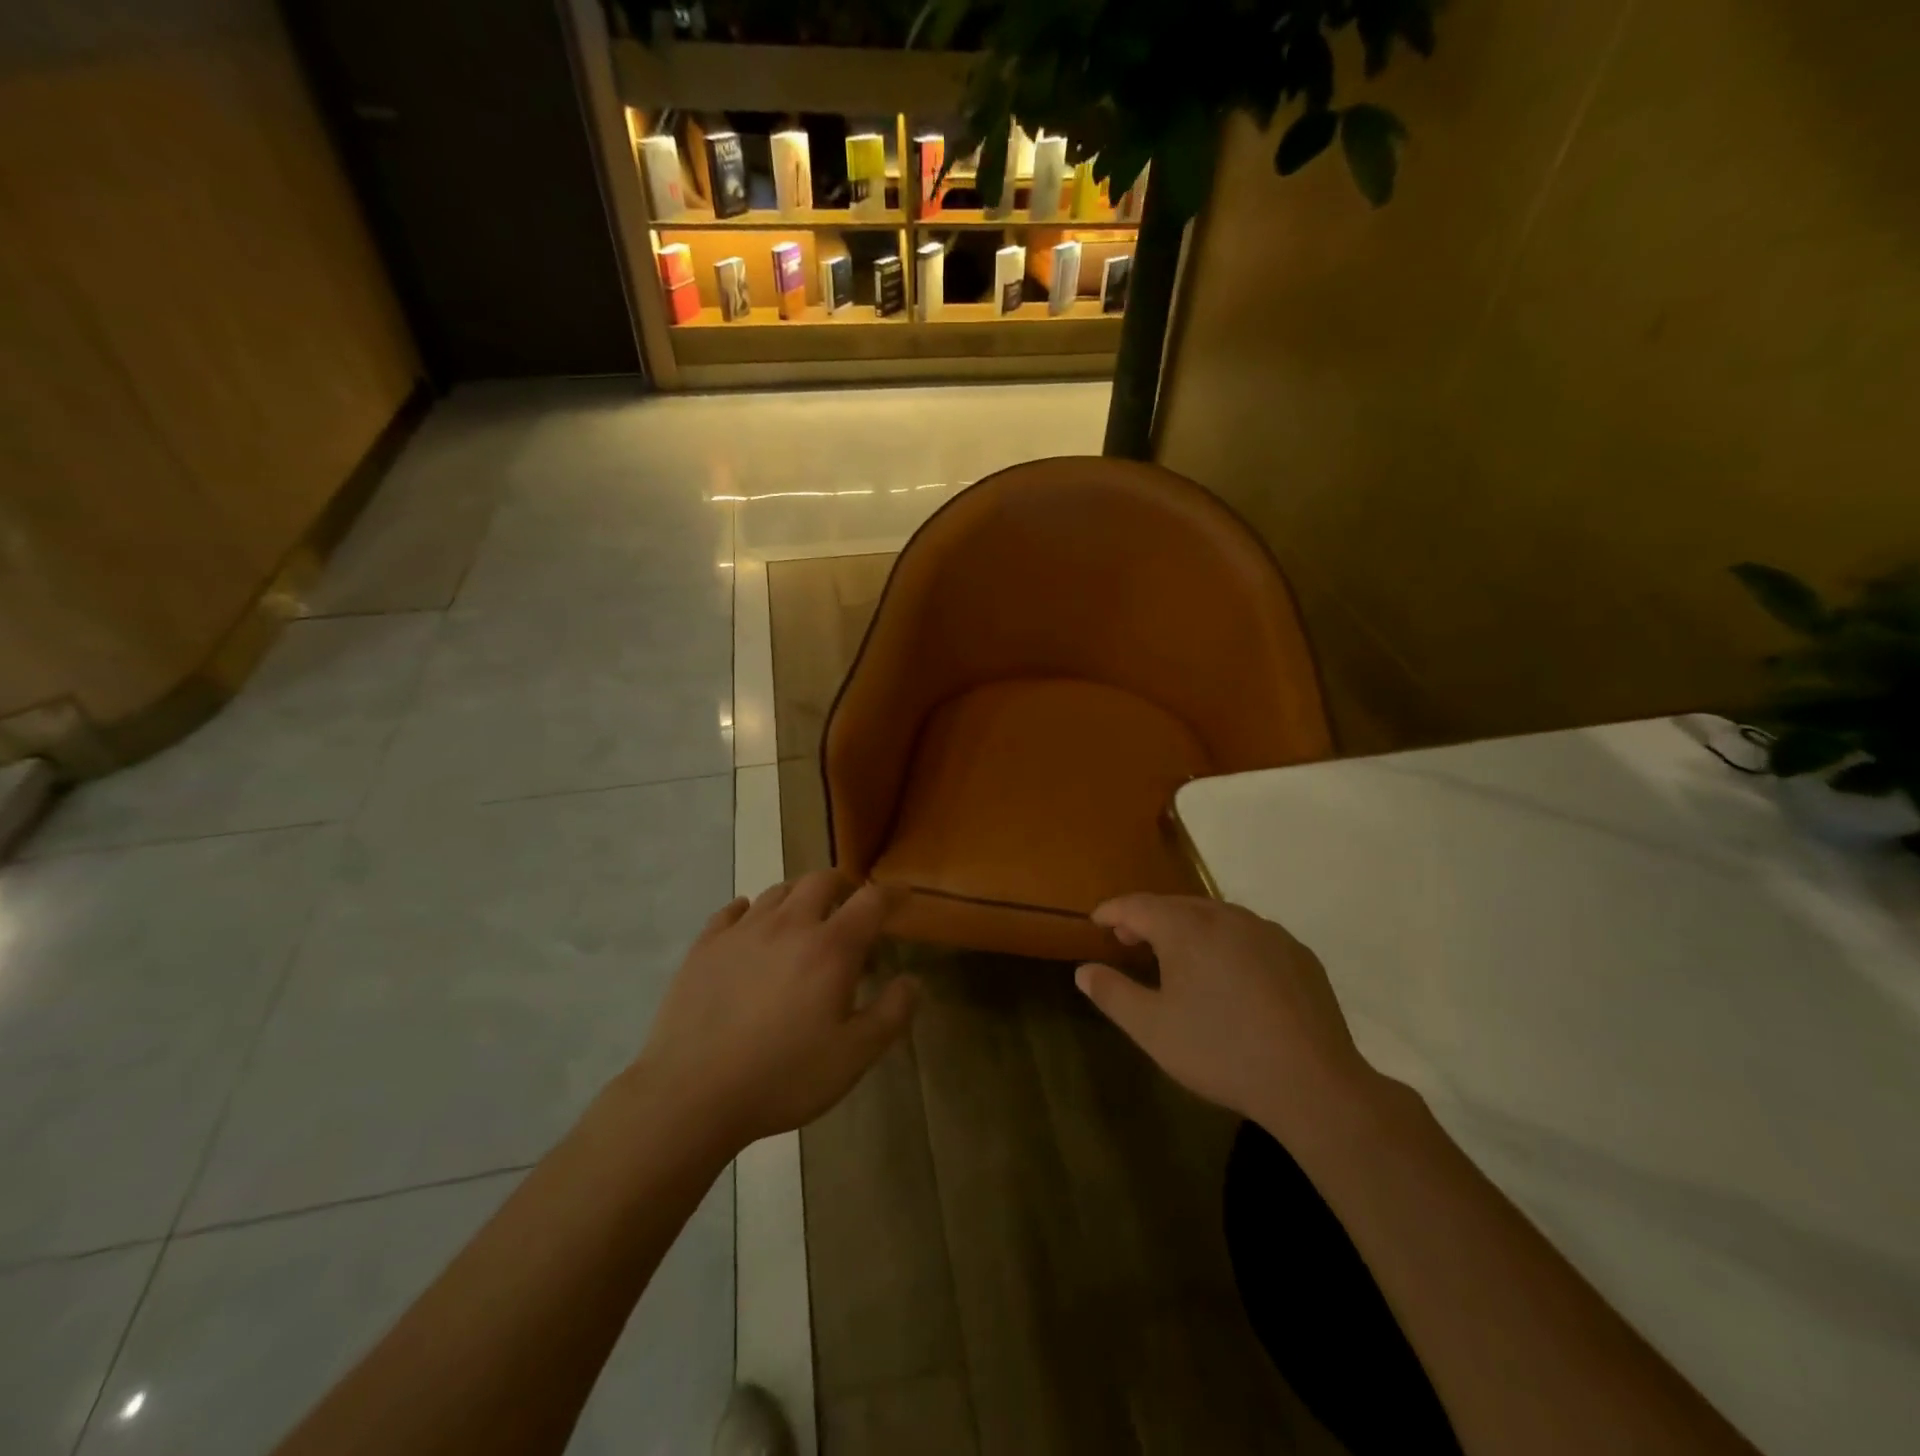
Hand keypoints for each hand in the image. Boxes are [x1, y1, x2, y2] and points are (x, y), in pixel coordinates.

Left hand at [633, 871, 916, 1149]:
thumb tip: (912, 980)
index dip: (892, 893)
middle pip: (821, 880)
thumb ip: (891, 1014)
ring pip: (778, 891)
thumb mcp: (853, 1056)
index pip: (871, 900)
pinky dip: (749, 911)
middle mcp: (789, 925)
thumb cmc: (783, 1077)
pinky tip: (750, 926)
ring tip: (804, 919)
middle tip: (850, 906)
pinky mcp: (705, 946)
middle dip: (843, 885)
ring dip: (800, 896)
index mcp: (830, 947)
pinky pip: (732, 911)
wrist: (691, 1095)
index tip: (903, 894)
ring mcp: (742, 931)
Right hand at [1075, 895, 1379, 1143]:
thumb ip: (1112, 993)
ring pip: (1216, 916)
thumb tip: (1084, 970)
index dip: (1113, 911)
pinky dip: (1227, 942)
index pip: (1138, 905)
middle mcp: (1227, 917)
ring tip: (1177, 956)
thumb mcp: (1152, 1029)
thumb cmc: (1221, 1052)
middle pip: (1177, 905)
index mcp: (1188, 929)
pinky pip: (1250, 935)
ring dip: (1189, 928)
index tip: (1096, 921)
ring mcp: (1268, 932)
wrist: (1313, 1084)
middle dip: (1148, 918)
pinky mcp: (1298, 953)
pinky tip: (1230, 975)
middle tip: (1130, 941)